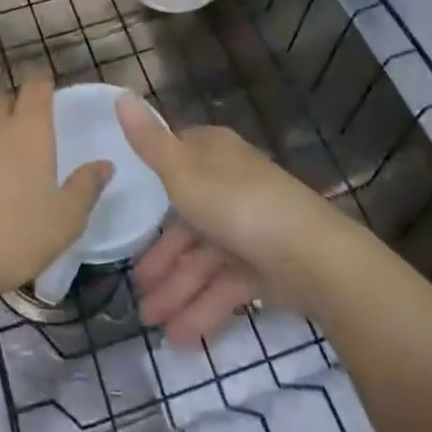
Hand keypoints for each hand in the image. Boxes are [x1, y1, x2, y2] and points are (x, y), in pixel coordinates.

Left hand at [0, 63, 111, 311]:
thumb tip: (106, 163)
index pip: (38, 90)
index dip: (43, 82)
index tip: (47, 83)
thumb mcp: (64, 222)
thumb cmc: (11, 242)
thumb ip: (86, 188)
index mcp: (29, 133)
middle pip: (4, 96)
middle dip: (14, 94)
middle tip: (21, 99)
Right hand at [119, 95, 346, 341]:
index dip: (152, 190)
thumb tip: (121, 94)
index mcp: (214, 155)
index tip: (129, 216)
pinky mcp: (265, 266)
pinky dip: (203, 308)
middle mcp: (231, 185)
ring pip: (204, 259)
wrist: (310, 256)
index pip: (176, 162)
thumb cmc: (236, 204)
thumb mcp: (181, 171)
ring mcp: (249, 227)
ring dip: (178, 290)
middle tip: (137, 292)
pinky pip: (225, 285)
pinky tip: (180, 337)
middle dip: (162, 259)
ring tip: (153, 325)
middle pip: (188, 220)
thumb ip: (148, 142)